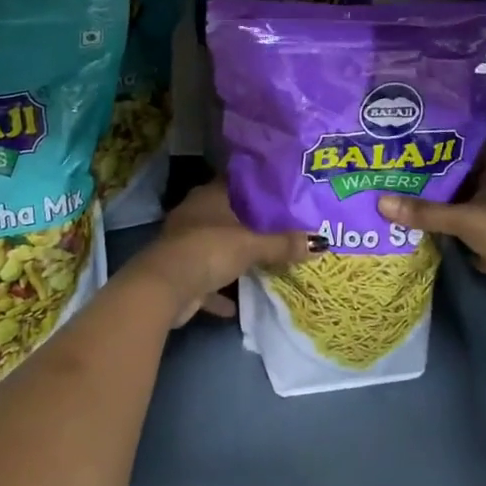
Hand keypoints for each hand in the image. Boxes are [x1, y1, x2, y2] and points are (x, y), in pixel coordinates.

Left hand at [139, 181, 321, 327]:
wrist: (164, 288)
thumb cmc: (209, 250)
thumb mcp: (252, 245)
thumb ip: (284, 243)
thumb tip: (322, 241)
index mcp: (209, 196)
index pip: (237, 183)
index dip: (258, 187)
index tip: (282, 193)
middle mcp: (195, 214)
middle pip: (227, 215)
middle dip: (250, 224)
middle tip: (282, 228)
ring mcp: (185, 244)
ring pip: (216, 247)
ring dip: (234, 256)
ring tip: (265, 261)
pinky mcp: (181, 274)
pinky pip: (207, 280)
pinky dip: (221, 290)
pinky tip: (239, 303)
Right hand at [379, 151, 485, 323]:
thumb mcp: (466, 218)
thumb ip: (426, 212)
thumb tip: (381, 202)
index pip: (466, 149)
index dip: (441, 142)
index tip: (410, 138)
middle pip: (458, 181)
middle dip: (429, 178)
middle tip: (392, 170)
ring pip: (458, 209)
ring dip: (434, 208)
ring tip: (395, 196)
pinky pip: (461, 237)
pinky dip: (442, 236)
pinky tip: (414, 231)